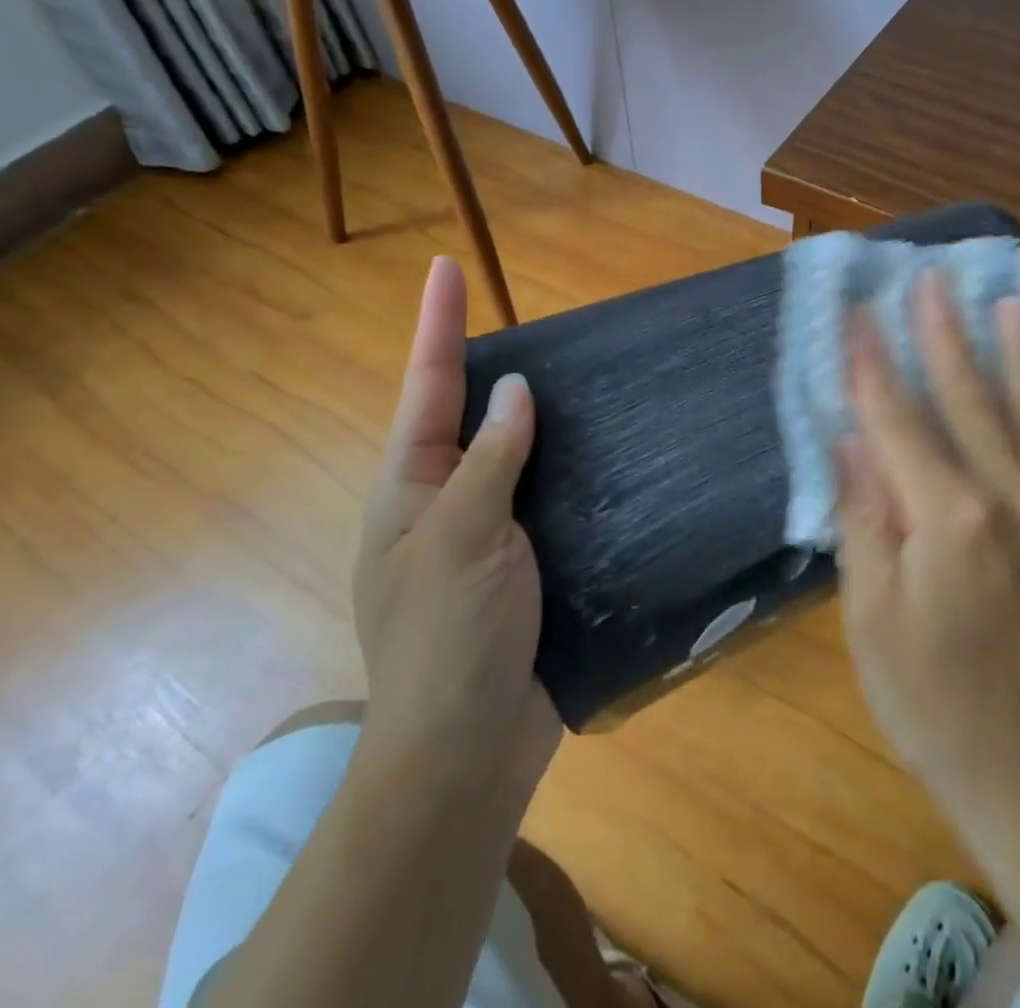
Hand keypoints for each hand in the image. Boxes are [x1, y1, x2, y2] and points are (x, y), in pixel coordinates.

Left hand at [350, 256, 560, 798]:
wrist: (466, 751)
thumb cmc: (448, 636)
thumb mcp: (463, 534)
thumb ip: (491, 456)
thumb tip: (513, 390)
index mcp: (411, 487)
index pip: (428, 386)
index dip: (438, 324)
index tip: (445, 267)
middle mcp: (444, 502)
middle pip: (470, 415)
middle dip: (492, 366)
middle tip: (534, 323)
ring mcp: (486, 535)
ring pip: (516, 457)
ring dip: (543, 419)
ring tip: (583, 376)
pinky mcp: (525, 566)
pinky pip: (549, 500)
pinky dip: (571, 471)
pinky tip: (608, 453)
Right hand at [834, 269, 1019, 863]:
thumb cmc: (934, 704)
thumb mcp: (872, 619)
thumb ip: (865, 520)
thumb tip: (852, 441)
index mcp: (948, 519)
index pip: (898, 418)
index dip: (874, 362)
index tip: (859, 311)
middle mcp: (1012, 500)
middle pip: (968, 399)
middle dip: (945, 334)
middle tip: (933, 278)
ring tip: (1014, 304)